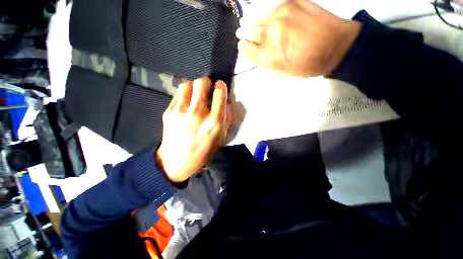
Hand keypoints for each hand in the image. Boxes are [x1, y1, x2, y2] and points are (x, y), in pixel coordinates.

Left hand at [156, 77, 231, 182]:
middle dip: (206, 82)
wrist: (176, 162)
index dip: (220, 85)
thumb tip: (225, 100)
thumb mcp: (221, 139)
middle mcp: (197, 113)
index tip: (218, 86)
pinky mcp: (168, 112)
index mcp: (214, 121)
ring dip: (192, 87)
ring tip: (193, 94)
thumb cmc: (202, 152)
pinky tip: (183, 105)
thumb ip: (226, 118)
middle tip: (205, 89)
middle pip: (202, 82)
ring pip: (187, 84)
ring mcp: (181, 111)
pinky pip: (177, 95)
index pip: (219, 91)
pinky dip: (183, 96)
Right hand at [236, 0, 361, 76]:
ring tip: (265, 23)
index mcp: (269, 54)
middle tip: (258, 34)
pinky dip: (268, 11)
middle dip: (248, 33)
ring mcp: (278, 14)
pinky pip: (267, 5)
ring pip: (252, 15)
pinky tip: (276, 16)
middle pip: (245, 30)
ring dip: (255, 20)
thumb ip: (265, 62)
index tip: (252, 45)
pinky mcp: (287, 2)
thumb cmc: (316, 61)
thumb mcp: (289, 72)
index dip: (247, 47)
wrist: (340, 44)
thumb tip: (251, 48)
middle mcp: (269, 31)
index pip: (243, 47)